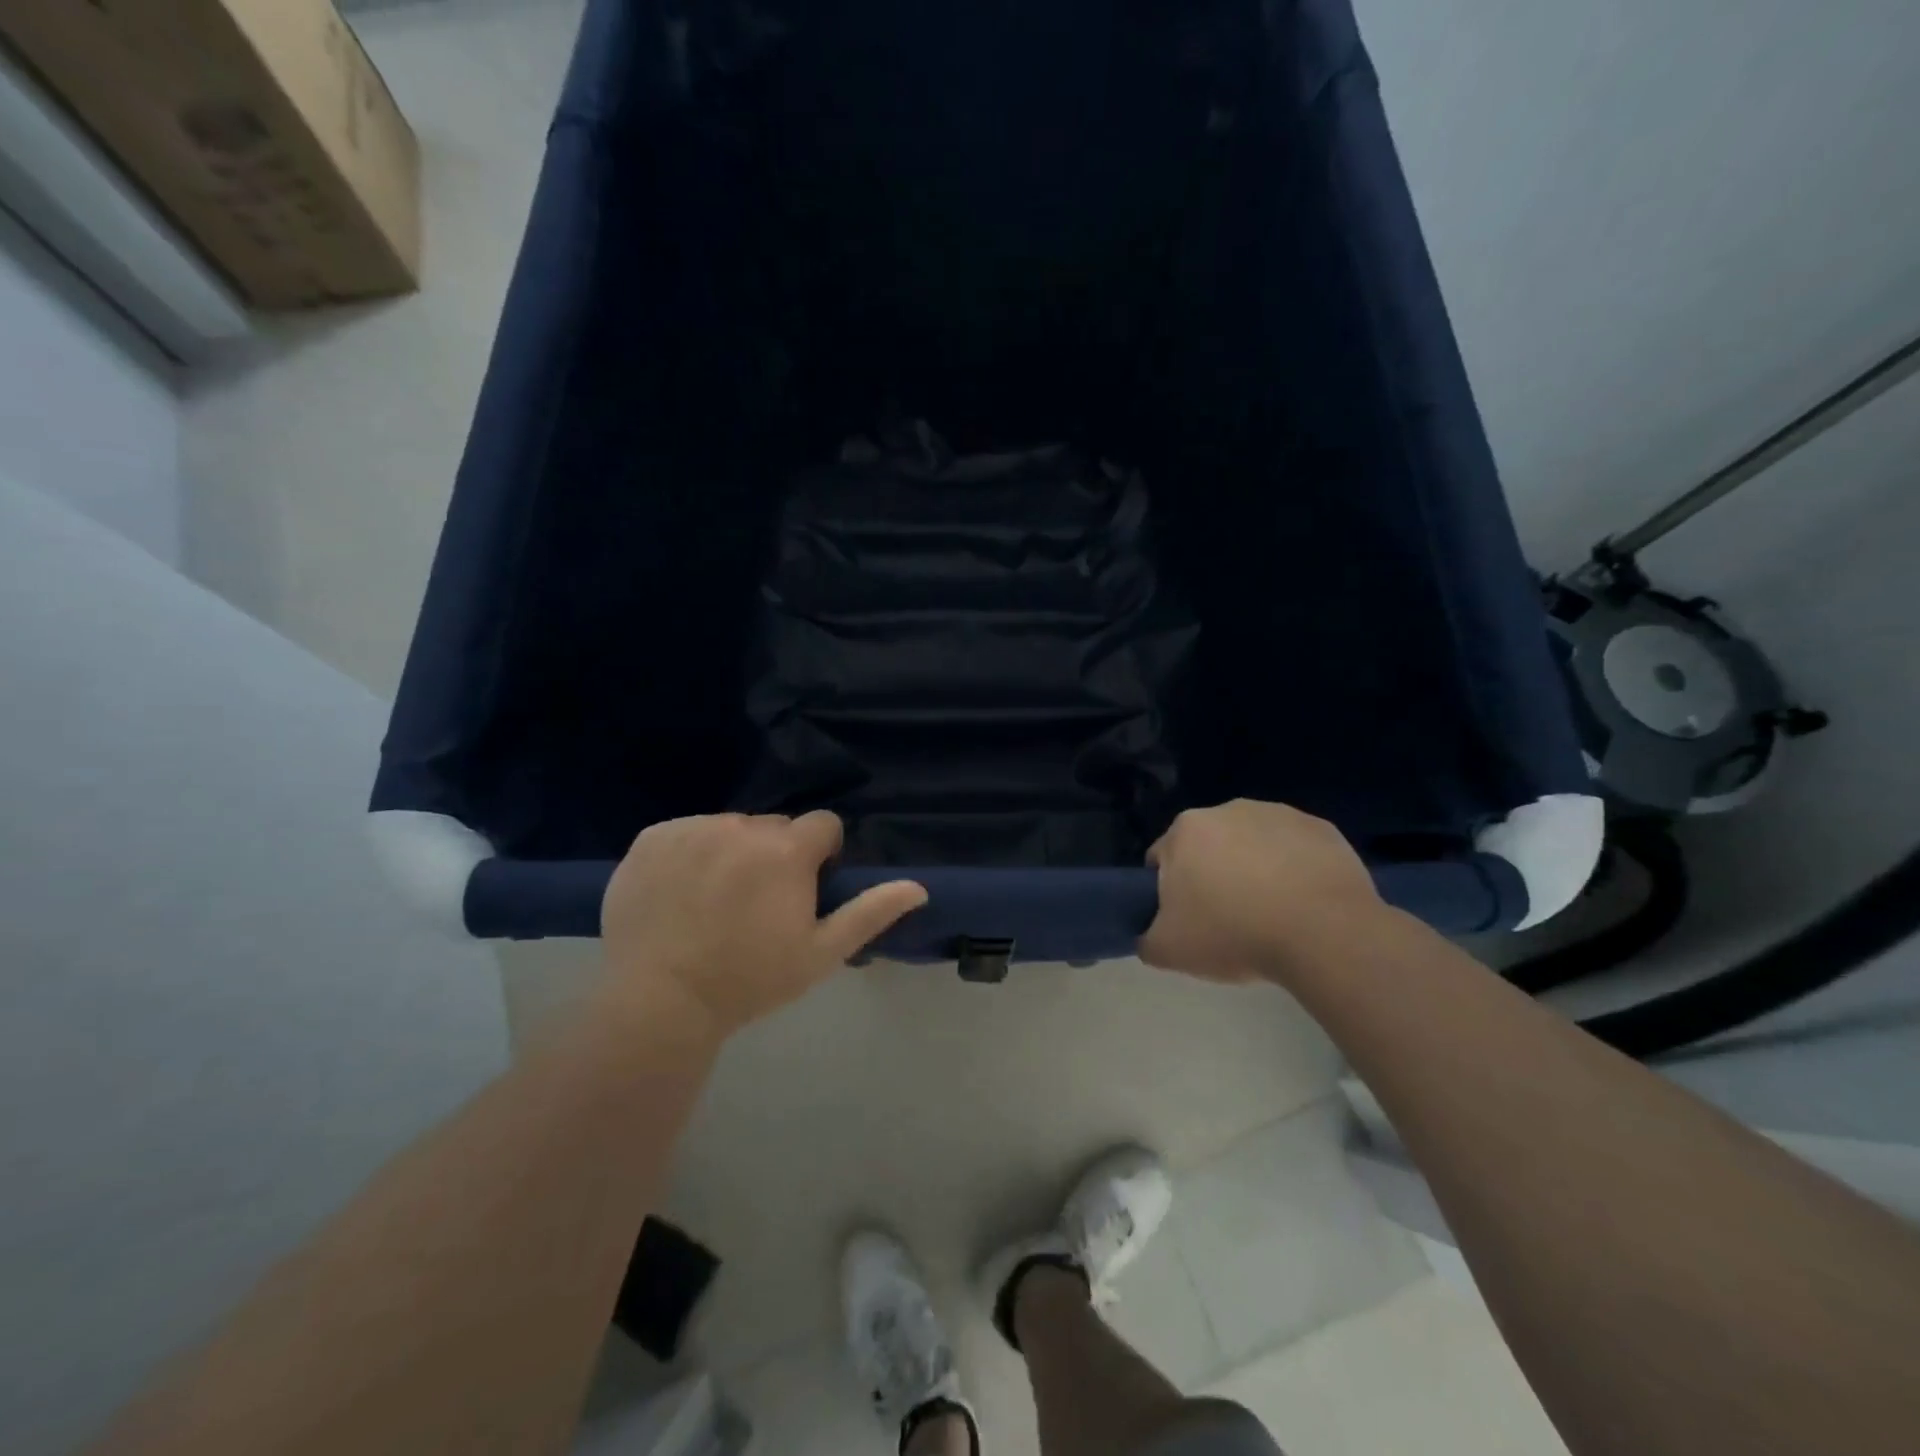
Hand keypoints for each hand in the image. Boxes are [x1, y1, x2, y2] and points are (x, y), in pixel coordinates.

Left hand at [601, 811, 925, 1040]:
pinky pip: (687, 831)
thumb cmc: (749, 980)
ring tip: (715, 902)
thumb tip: (919, 887)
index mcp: (786, 850)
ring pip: (730, 827)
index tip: (803, 891)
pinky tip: (681, 893)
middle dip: (776, 855)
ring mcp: (692, 828)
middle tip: (757, 904)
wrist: (659, 1002)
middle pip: (775, 827)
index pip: (823, 825)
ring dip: (733, 852)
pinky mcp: (652, 838)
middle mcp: (740, 826)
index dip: (821, 856)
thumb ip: (870, 913)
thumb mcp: (820, 954)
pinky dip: (690, 853)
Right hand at [1140, 799, 1382, 983]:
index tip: (1188, 921)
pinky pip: (1296, 850)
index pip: (1162, 859)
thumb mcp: (1169, 951)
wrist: (1324, 934)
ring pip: (1253, 845)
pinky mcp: (1321, 829)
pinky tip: (1304, 905)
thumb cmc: (1234, 934)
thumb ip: (1146, 939)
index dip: (1170, 892)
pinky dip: (1295, 871)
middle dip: (1213, 876)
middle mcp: (1227, 809)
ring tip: (1272, 915)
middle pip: (1209, 847)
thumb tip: (1150, 936)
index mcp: (1185, 830)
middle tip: (1228, 920)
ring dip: (1255, 870)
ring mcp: (1278, 814)